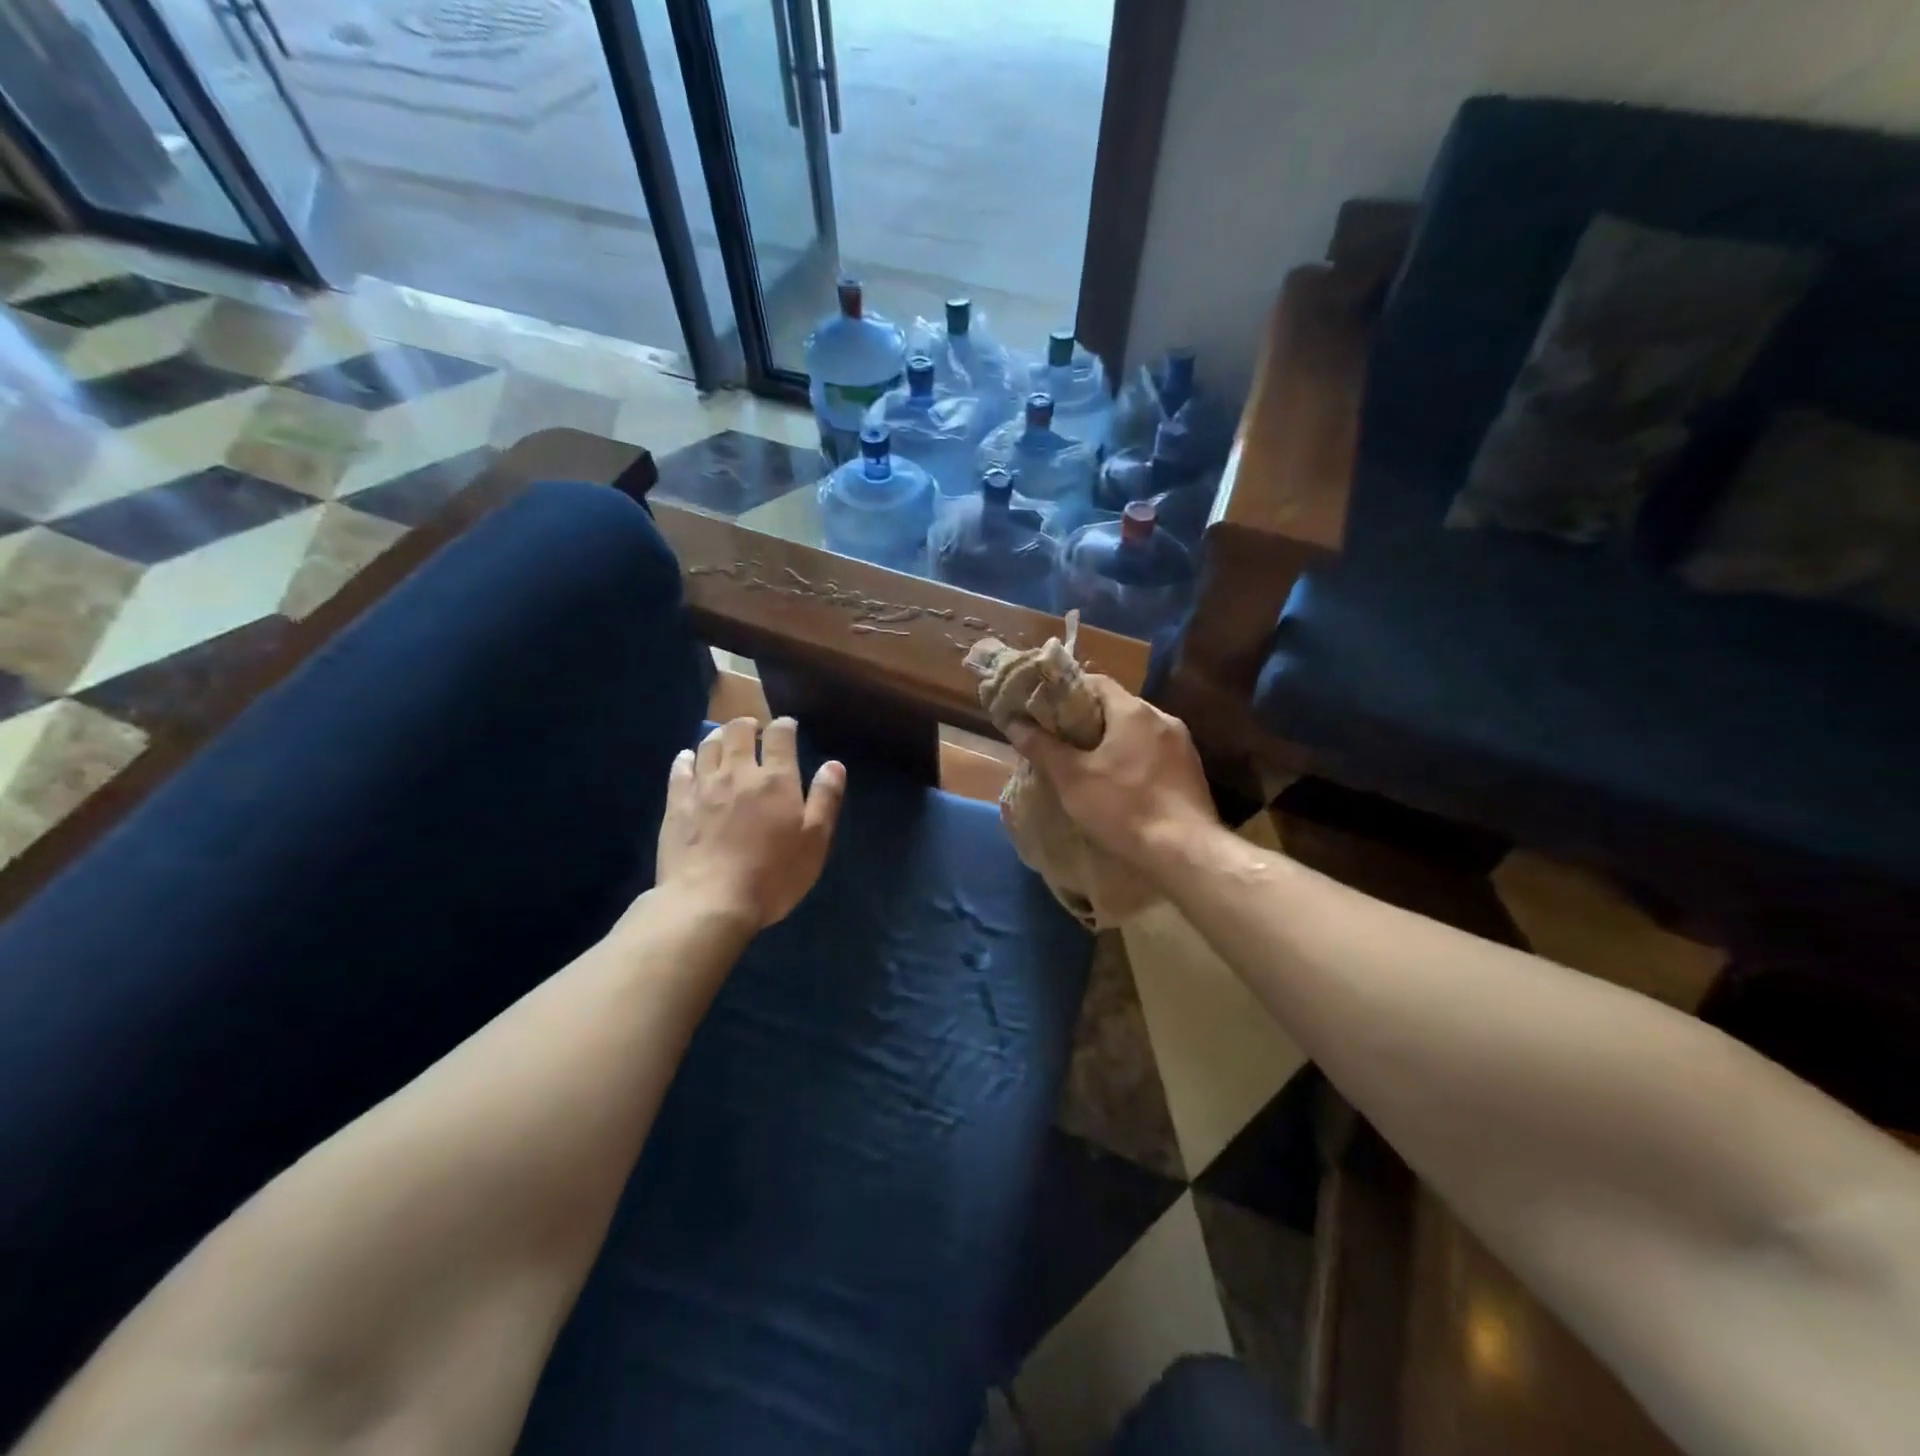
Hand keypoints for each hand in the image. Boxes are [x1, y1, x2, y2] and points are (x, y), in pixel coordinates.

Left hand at [657, 717, 844, 930]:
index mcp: (776, 779)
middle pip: (739, 731)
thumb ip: (825, 799)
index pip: (780, 735)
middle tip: (755, 731)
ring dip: (719, 736)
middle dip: (749, 725)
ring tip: (725, 740)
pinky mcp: (676, 804)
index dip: (785, 726)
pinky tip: (689, 759)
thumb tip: (834, 764)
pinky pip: (680, 768)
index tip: (788, 727)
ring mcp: (702, 786)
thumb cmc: (772, 876)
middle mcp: (738, 772)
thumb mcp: (814, 842)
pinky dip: (687, 758)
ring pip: (708, 745)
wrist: (709, 903)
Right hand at [1006, 676, 1217, 872]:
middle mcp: (1163, 719)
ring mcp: (1182, 746)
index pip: (1096, 682)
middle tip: (1059, 739)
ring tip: (1085, 763)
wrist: (1186, 852)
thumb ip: (1042, 747)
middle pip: (1118, 706)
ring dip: (1111, 742)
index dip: (1067, 692)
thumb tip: (1014, 723)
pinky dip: (1132, 760)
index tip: (1045, 708)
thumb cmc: (1124, 808)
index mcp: (1134, 711)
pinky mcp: (1191, 773)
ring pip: (1137, 732)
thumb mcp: (1072, 778)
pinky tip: (1119, 785)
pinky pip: (1154, 754)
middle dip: (1087, 720)